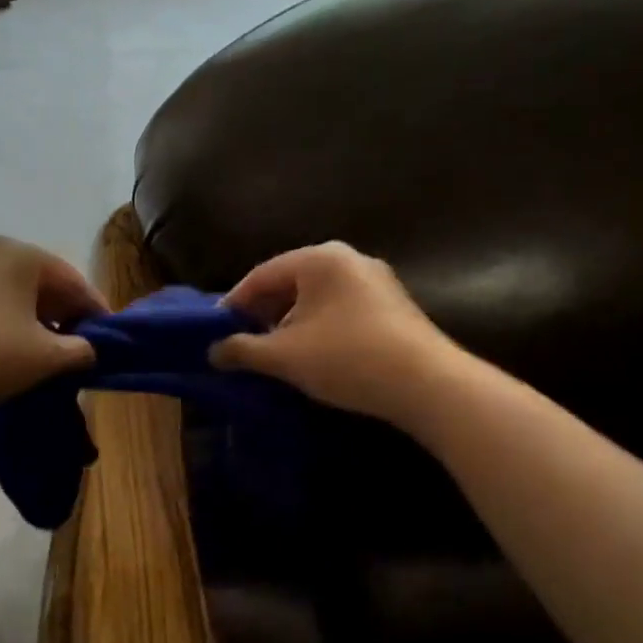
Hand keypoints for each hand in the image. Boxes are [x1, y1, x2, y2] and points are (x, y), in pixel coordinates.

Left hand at [0, 238, 107, 415]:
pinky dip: (6, 317)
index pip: (72, 280)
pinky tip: (11, 344)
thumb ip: (80, 349)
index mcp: (21, 255)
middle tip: (80, 343)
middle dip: (63, 312)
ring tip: (48, 348)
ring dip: (35, 316)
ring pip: (12, 290)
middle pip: (41, 281)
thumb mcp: (46, 357)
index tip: (108, 336)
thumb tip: (89, 349)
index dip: (94, 310)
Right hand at [210, 243, 452, 427]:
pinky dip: (317, 328)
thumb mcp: (285, 356)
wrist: (429, 385)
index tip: (215, 332)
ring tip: (272, 355)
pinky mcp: (392, 306)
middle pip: (289, 283)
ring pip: (315, 298)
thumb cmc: (347, 357)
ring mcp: (375, 281)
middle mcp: (348, 259)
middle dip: (262, 314)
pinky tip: (311, 356)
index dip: (233, 305)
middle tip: (241, 344)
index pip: (261, 275)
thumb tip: (213, 352)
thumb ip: (242, 350)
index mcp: (319, 258)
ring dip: (289, 324)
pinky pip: (339, 309)